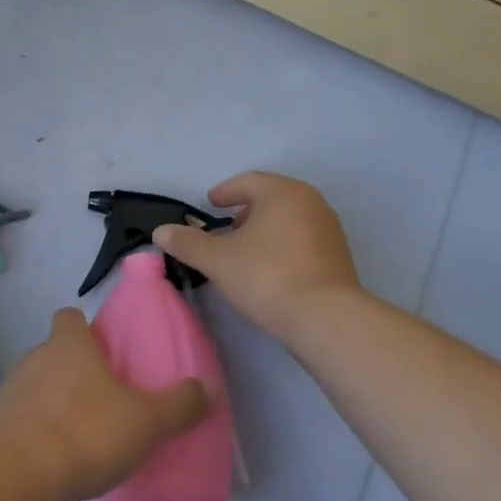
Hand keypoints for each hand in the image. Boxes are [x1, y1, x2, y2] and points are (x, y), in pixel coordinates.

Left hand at [0, 307, 210, 500]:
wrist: (13, 475)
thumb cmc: (84, 432)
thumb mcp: (145, 422)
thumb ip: (178, 406)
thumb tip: (208, 387)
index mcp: (69, 345)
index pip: (69, 317)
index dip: (85, 328)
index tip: (104, 350)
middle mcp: (35, 357)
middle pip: (55, 352)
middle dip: (75, 370)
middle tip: (104, 398)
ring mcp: (10, 390)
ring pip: (37, 385)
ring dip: (55, 401)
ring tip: (82, 432)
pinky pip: (22, 418)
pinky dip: (38, 431)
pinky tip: (57, 458)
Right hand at [152, 172, 360, 339]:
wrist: (326, 318)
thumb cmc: (267, 276)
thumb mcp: (218, 260)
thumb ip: (187, 243)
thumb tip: (160, 231)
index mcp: (282, 192)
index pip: (248, 181)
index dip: (225, 192)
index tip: (211, 204)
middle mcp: (311, 202)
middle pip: (272, 197)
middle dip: (247, 210)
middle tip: (227, 228)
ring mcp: (329, 229)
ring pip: (290, 218)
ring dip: (266, 228)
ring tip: (247, 251)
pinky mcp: (339, 256)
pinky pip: (304, 239)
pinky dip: (284, 245)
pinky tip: (271, 269)